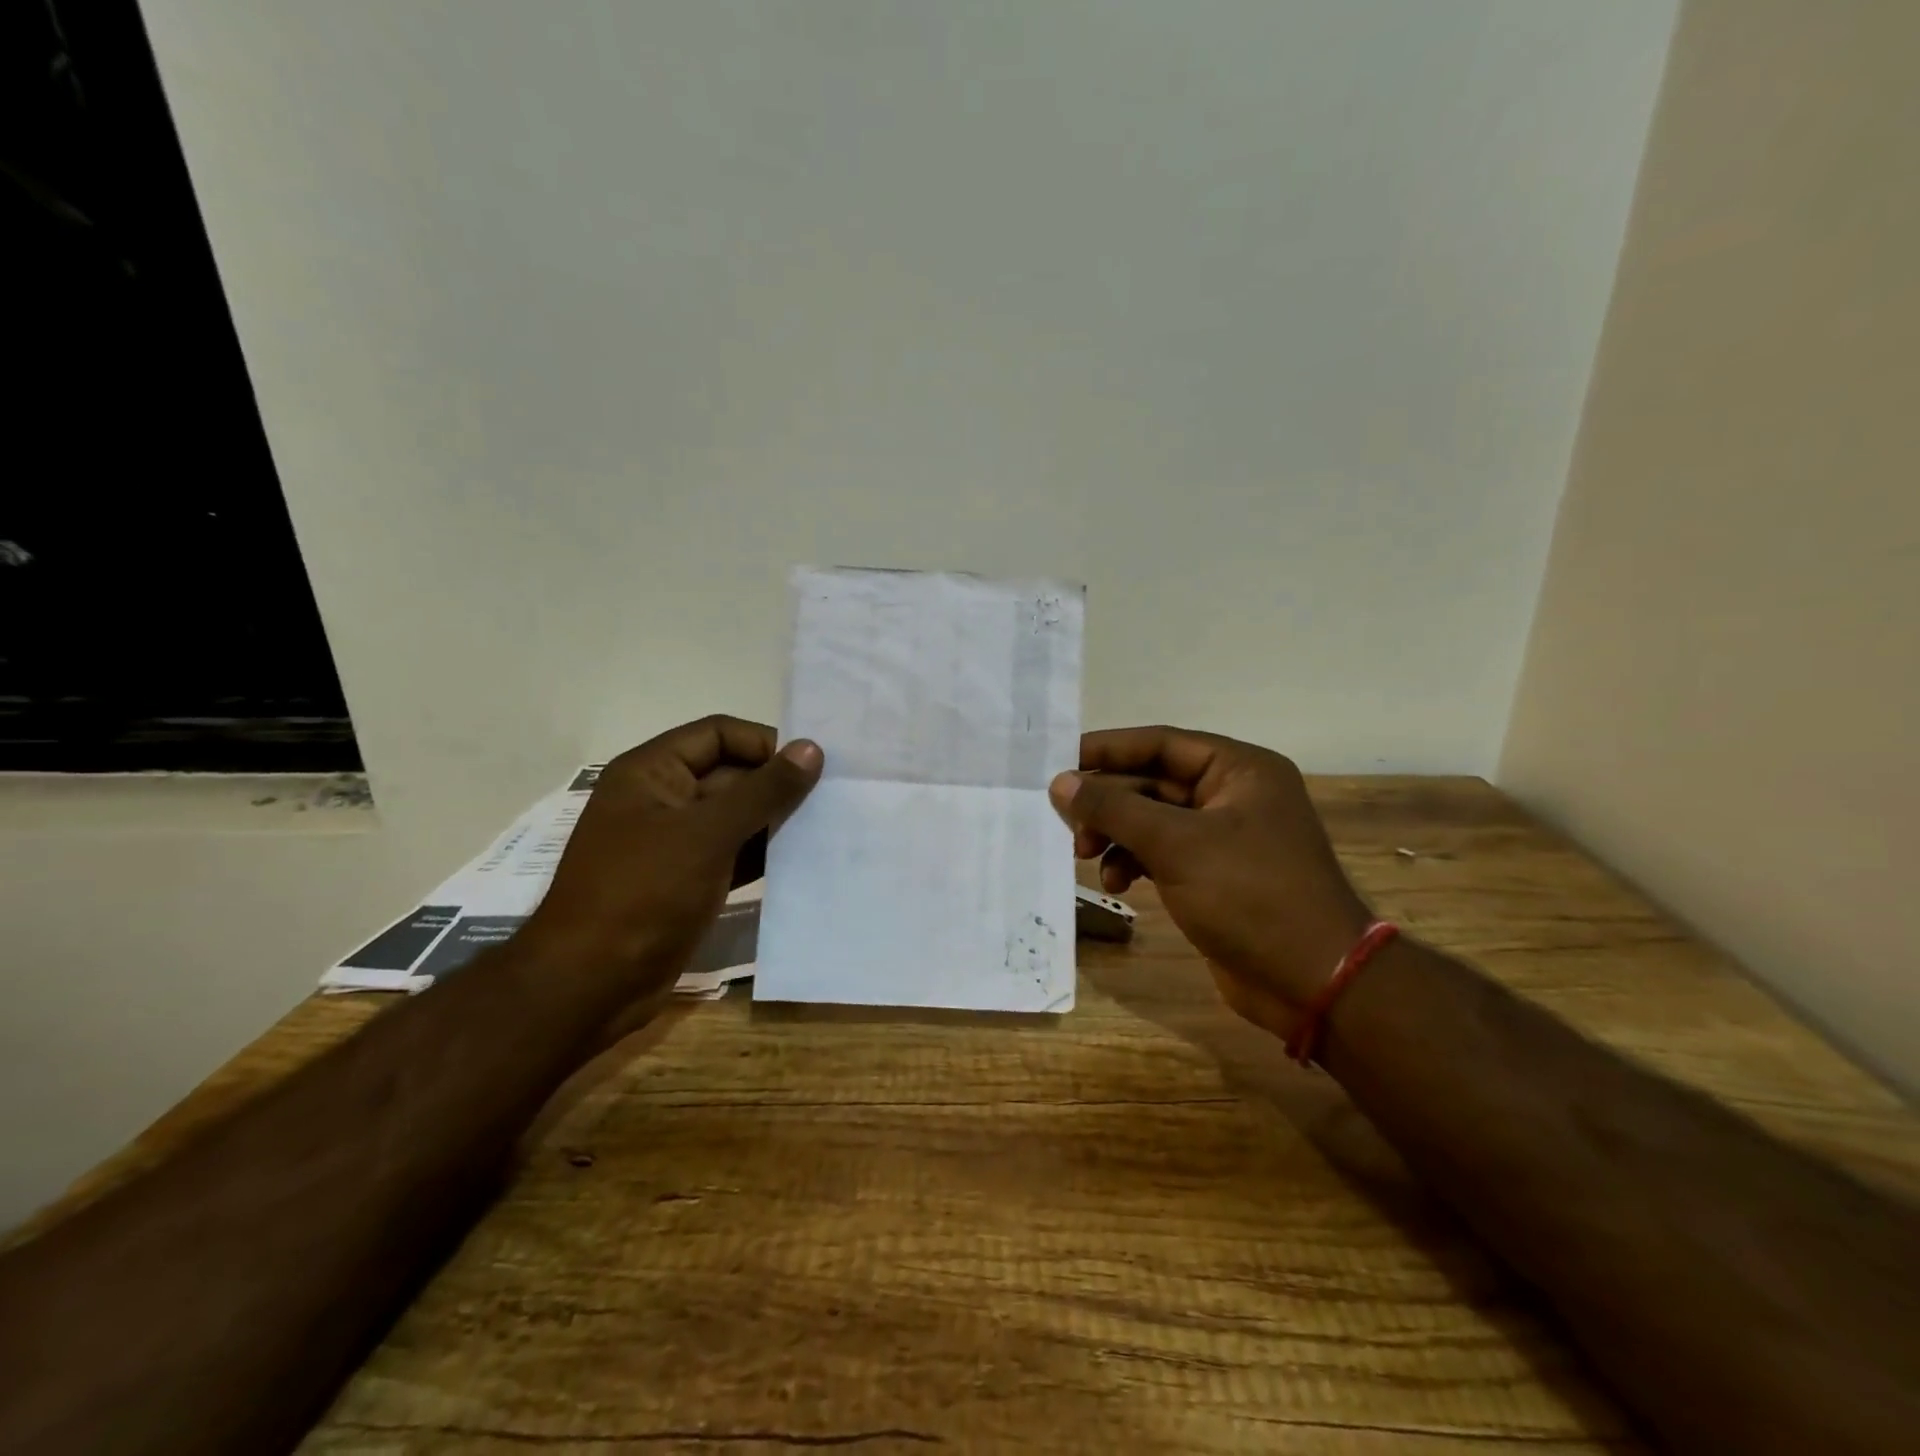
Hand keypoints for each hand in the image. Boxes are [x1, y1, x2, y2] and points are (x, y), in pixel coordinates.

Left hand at [527, 716, 822, 990]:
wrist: (591, 985)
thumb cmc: (643, 892)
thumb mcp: (707, 833)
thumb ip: (763, 790)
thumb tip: (812, 748)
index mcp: (651, 772)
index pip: (718, 734)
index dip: (764, 743)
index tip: (812, 764)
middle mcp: (663, 799)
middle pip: (731, 774)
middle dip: (777, 784)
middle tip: (832, 797)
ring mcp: (675, 843)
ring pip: (736, 816)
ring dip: (776, 820)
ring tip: (827, 825)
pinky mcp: (689, 881)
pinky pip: (735, 853)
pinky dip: (765, 854)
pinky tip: (804, 859)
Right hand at [1050, 726, 1370, 1039]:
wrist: (1313, 983)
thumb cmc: (1250, 895)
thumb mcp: (1176, 845)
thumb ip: (1114, 809)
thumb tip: (1060, 782)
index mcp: (1239, 769)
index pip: (1161, 743)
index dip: (1108, 749)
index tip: (1059, 761)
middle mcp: (1232, 795)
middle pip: (1152, 783)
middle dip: (1109, 803)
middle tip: (1068, 824)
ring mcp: (1224, 837)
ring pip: (1152, 821)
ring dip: (1117, 836)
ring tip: (1086, 857)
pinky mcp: (1214, 875)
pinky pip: (1162, 854)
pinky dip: (1134, 863)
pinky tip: (1116, 883)